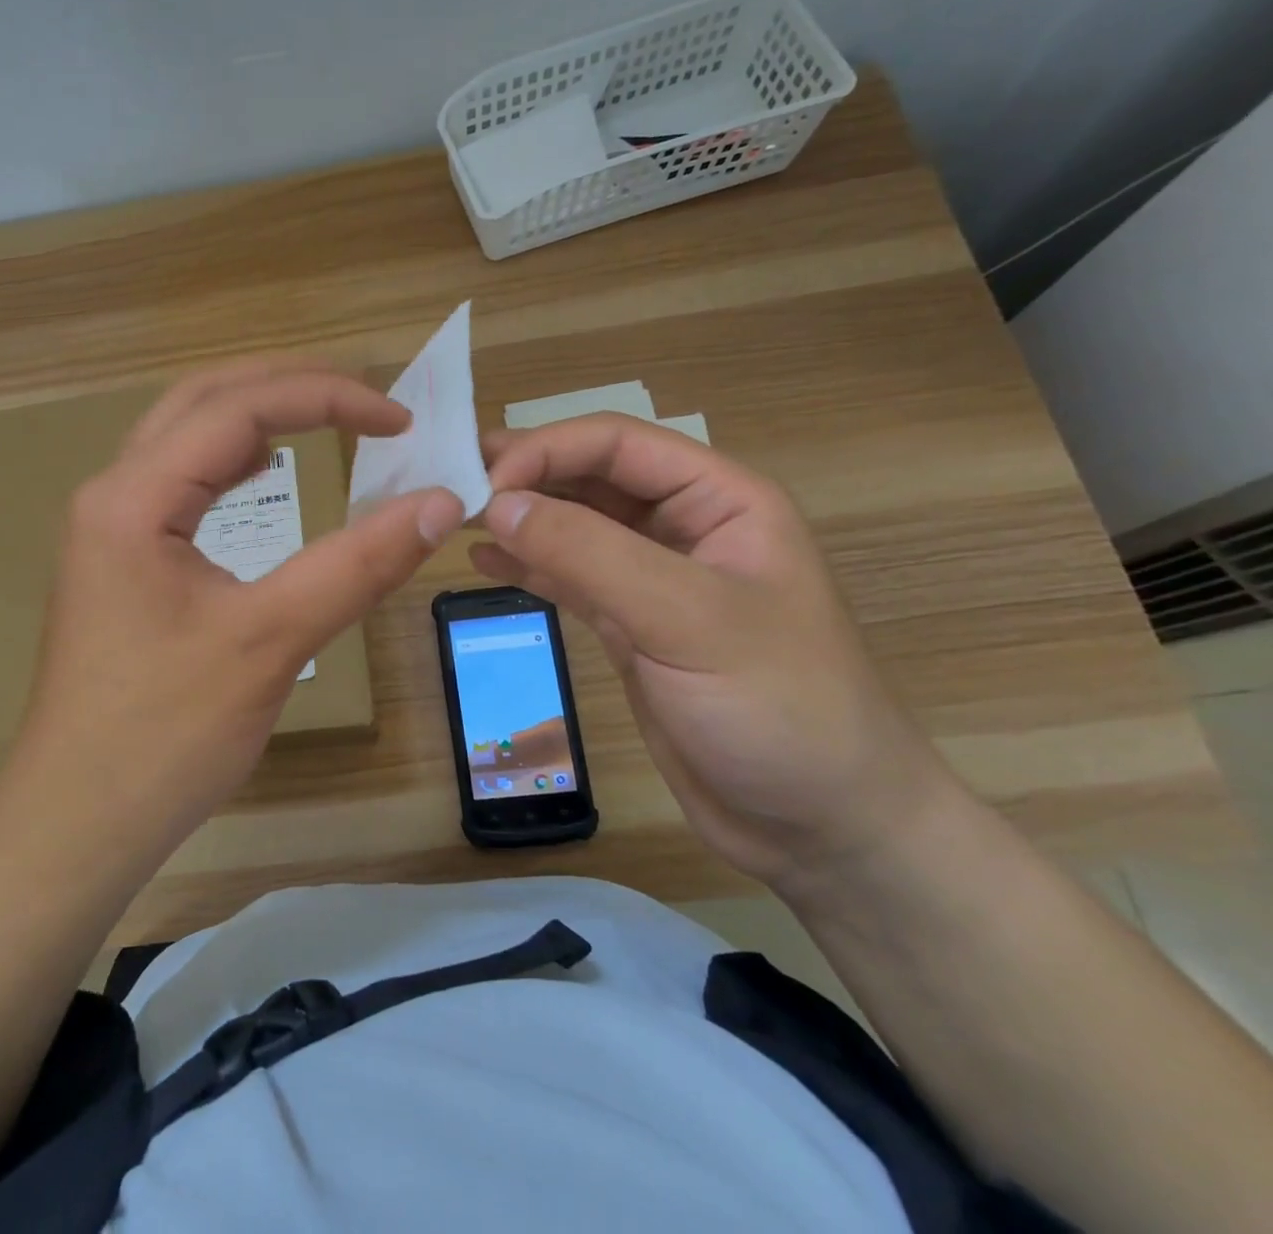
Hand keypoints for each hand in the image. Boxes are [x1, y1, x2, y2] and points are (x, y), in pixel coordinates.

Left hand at [0, 360, 464, 863]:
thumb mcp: (271, 642)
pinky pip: (181, 483)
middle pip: (202, 401)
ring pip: (186, 438)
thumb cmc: (165, 735)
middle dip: (288, 386)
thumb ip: (357, 566)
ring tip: (327, 419)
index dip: (327, 397)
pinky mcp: (122, 562)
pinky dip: (232, 462)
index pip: (238, 408)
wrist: (78, 823)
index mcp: (133, 498)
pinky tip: (265, 470)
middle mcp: (112, 495)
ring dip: (257, 416)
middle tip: (366, 400)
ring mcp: (110, 529)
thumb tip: (441, 504)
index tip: (401, 419)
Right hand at [473, 414, 958, 890]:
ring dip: (519, 518)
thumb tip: (498, 503)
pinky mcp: (629, 627)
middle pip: (590, 477)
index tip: (484, 485)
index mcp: (720, 500)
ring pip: (574, 527)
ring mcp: (653, 580)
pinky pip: (568, 578)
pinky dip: (526, 566)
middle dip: (524, 476)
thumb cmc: (778, 708)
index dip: (546, 450)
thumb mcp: (687, 619)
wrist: (821, 827)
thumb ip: (590, 554)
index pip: (617, 444)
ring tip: (454, 518)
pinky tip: (483, 562)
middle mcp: (684, 528)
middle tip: (451, 486)